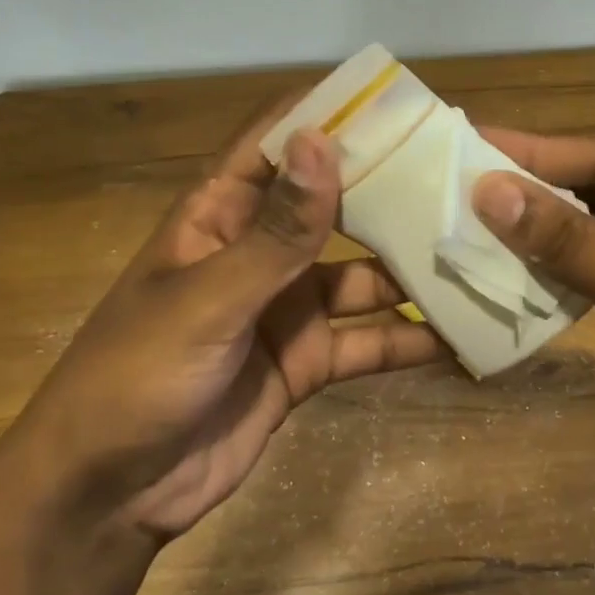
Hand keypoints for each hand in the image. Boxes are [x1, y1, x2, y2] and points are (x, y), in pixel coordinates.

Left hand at [15, 108, 447, 541]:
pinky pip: (368, 342)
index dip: (331, 115)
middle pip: (335, 207)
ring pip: (364, 277)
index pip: (278, 142)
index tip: (400, 101)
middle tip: (466, 177)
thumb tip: (322, 140)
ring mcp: (288, 308)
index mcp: (220, 215)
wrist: (111, 493)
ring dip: (414, 272)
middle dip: (392, 193)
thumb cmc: (136, 376)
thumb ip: (275, 232)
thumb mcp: (208, 299)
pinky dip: (410, 341)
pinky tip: (462, 337)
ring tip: (483, 256)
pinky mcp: (308, 361)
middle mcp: (260, 251)